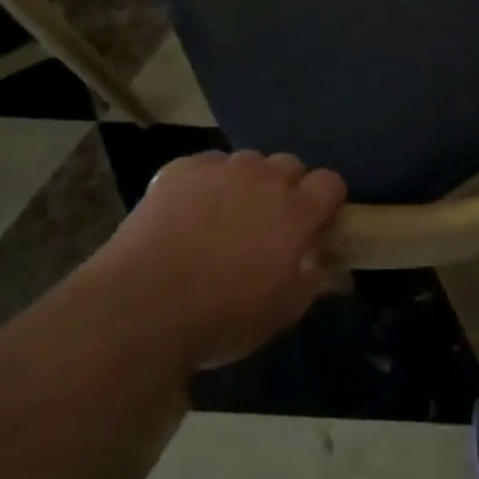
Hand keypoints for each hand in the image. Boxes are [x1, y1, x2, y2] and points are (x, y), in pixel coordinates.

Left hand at [108, 150, 348, 369]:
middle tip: (268, 226)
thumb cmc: (222, 316)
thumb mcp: (280, 313)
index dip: (326, 202)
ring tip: (224, 218)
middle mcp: (264, 178)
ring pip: (247, 162)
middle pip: (289, 165)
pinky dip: (205, 183)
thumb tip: (335, 270)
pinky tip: (188, 214)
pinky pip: (206, 165)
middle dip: (286, 189)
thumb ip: (314, 282)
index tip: (316, 225)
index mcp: (296, 211)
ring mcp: (221, 168)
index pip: (330, 183)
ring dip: (246, 183)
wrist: (143, 305)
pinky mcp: (181, 168)